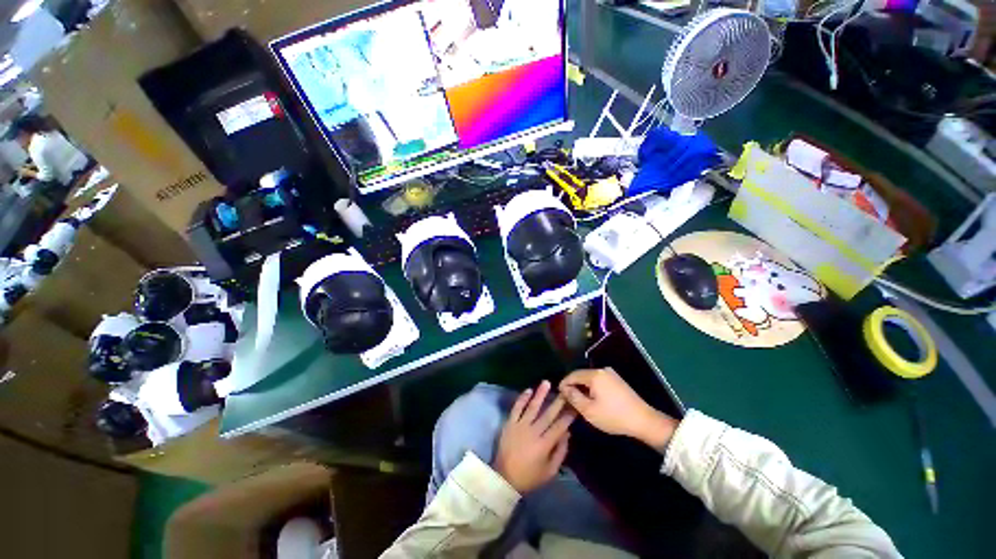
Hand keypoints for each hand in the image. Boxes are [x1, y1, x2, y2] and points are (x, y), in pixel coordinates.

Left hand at [494, 381, 574, 493]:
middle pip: (548, 414)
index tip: (575, 405)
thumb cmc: (529, 477)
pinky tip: (529, 390)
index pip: (560, 426)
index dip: (568, 415)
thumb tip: (567, 433)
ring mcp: (520, 426)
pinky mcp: (509, 423)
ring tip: (546, 383)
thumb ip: (560, 452)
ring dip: (540, 394)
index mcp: (544, 445)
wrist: (504, 478)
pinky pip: (516, 408)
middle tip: (565, 390)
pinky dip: (522, 399)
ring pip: (532, 407)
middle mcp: (533, 432)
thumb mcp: (550, 471)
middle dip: (558, 401)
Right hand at [560, 368, 677, 449]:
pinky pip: (598, 381)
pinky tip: (592, 399)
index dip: (564, 384)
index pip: (573, 375)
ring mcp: (611, 374)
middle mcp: (602, 370)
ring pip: (590, 378)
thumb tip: (564, 389)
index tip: (559, 395)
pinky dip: (592, 388)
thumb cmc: (613, 416)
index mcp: (594, 375)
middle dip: (573, 386)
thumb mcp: (589, 410)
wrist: (643, 420)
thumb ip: (573, 397)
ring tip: (578, 401)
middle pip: (581, 375)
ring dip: (582, 388)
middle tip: (567, 400)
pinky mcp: (617, 380)